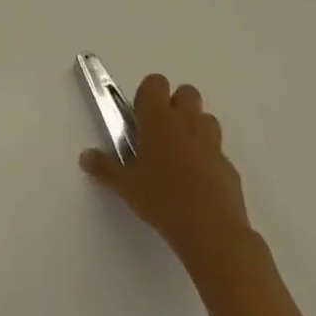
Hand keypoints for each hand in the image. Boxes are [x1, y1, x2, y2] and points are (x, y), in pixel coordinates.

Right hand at [80, 74, 255, 279]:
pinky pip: (218, 152)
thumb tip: (85, 157)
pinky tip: (198, 184)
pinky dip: (208, 159)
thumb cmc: (162, 199)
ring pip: (206, 119)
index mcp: (158, 117)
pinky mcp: (230, 167)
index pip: (155, 82)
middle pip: (186, 92)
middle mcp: (187, 122)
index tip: (139, 117)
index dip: (147, 95)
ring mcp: (212, 143)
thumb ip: (104, 168)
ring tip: (180, 155)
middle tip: (160, 132)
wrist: (212, 232)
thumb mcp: (126, 186)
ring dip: (195, 128)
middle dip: (175, 105)